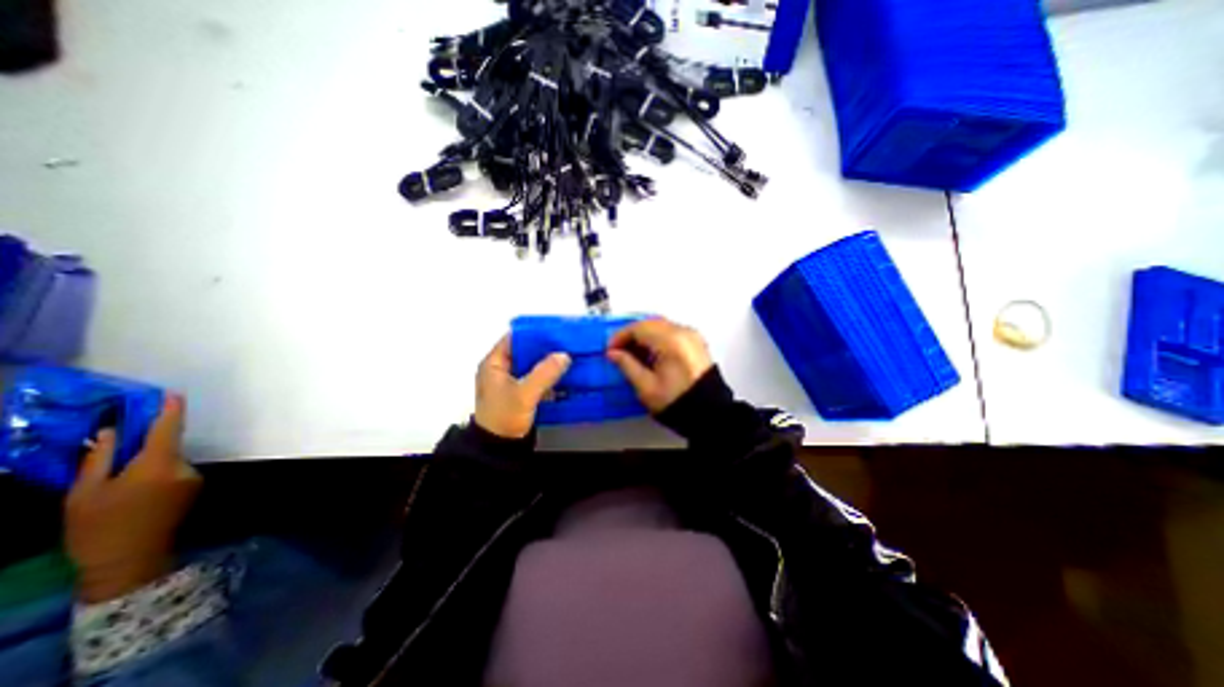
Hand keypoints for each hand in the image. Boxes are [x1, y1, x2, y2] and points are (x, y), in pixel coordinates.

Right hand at [65, 395, 201, 602]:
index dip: (171, 411)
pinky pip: (173, 471)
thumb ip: (100, 458)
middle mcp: (183, 466)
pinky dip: (155, 473)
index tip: (173, 395)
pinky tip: (134, 490)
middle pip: (166, 446)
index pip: (168, 430)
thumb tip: (110, 432)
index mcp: (158, 464)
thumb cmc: (99, 526)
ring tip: (116, 480)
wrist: (130, 558)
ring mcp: (193, 476)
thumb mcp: (85, 492)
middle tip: (116, 446)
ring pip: (168, 460)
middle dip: (145, 443)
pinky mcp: (194, 486)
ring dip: (147, 461)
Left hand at [476, 332, 575, 439]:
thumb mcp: (524, 394)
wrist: (499, 449)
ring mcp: (511, 381)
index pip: (514, 338)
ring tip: (568, 355)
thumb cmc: (504, 418)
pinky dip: (548, 374)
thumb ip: (544, 373)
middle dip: (545, 347)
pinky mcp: (520, 392)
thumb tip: (564, 355)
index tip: (555, 331)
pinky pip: (536, 376)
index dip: (534, 333)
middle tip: (566, 343)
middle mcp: (501, 369)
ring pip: (533, 363)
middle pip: (526, 350)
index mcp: (494, 363)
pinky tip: (563, 372)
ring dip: (548, 360)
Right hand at [608, 318, 713, 413]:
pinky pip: (671, 332)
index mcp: (671, 341)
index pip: (639, 328)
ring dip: (643, 336)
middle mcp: (683, 333)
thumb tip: (614, 354)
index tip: (611, 349)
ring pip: (660, 326)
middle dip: (631, 335)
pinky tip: (649, 354)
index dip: (620, 337)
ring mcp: (691, 337)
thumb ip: (627, 365)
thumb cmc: (678, 402)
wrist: (708, 412)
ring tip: (632, 354)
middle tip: (618, 350)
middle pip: (650, 323)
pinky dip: (657, 338)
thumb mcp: (646, 387)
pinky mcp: (695, 343)